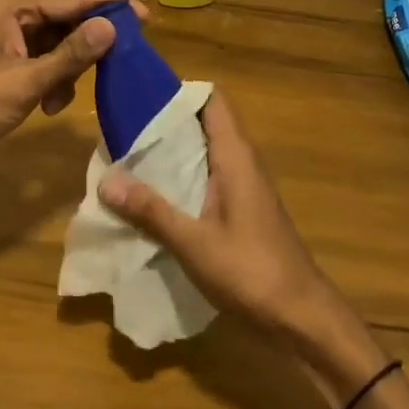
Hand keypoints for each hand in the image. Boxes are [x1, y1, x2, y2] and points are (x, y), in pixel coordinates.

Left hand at [0, 0, 146, 183]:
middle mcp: (11, 17)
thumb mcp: (26, 81)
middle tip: (119, 64)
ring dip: (69, 72)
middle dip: (88, 47)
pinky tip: (49, 107)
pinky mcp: (6, 69)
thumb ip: (71, 55)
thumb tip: (112, 27)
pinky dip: (53, 83)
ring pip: (57, 47)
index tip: (145, 17)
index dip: (109, 8)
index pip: (71, 0)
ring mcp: (7, 43)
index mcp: (12, 7)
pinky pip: (44, 66)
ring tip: (63, 98)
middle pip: (66, 22)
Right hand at [96, 91, 341, 343]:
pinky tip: (156, 194)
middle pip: (205, 122)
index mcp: (236, 156)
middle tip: (124, 127)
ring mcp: (246, 185)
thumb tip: (106, 179)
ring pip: (206, 151)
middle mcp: (243, 161)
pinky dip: (184, 176)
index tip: (140, 95)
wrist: (302, 316)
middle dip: (167, 122)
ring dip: (174, 151)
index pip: (212, 100)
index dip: (179, 91)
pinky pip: (210, 175)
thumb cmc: (251, 272)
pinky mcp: (243, 207)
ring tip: (130, 156)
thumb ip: (151, 210)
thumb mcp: (194, 242)